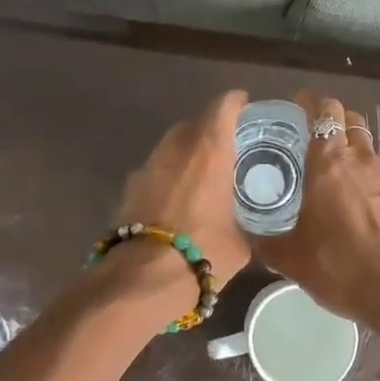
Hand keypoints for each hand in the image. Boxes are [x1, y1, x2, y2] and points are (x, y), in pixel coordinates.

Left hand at [113, 90, 252, 286]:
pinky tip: (175, 200)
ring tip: (200, 175)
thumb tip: (252, 228)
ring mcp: (147, 166)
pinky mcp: (128, 188)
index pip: (223, 107)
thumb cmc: (204, 253)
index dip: (235, 102)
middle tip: (226, 147)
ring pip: (170, 147)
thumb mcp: (241, 242)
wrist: (143, 278)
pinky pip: (154, 171)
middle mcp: (176, 148)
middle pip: (193, 123)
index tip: (244, 104)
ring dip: (185, 153)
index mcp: (209, 150)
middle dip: (209, 129)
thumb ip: (247, 224)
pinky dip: (166, 177)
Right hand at [255, 91, 379, 326]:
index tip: (300, 104)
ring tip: (339, 173)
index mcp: (329, 164)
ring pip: (370, 149)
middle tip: (317, 134)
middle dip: (335, 119)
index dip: (312, 103)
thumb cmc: (338, 266)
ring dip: (354, 151)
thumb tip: (248, 237)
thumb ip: (267, 242)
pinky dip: (371, 181)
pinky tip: (363, 205)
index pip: (325, 112)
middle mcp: (361, 161)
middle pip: (351, 121)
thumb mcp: (291, 258)